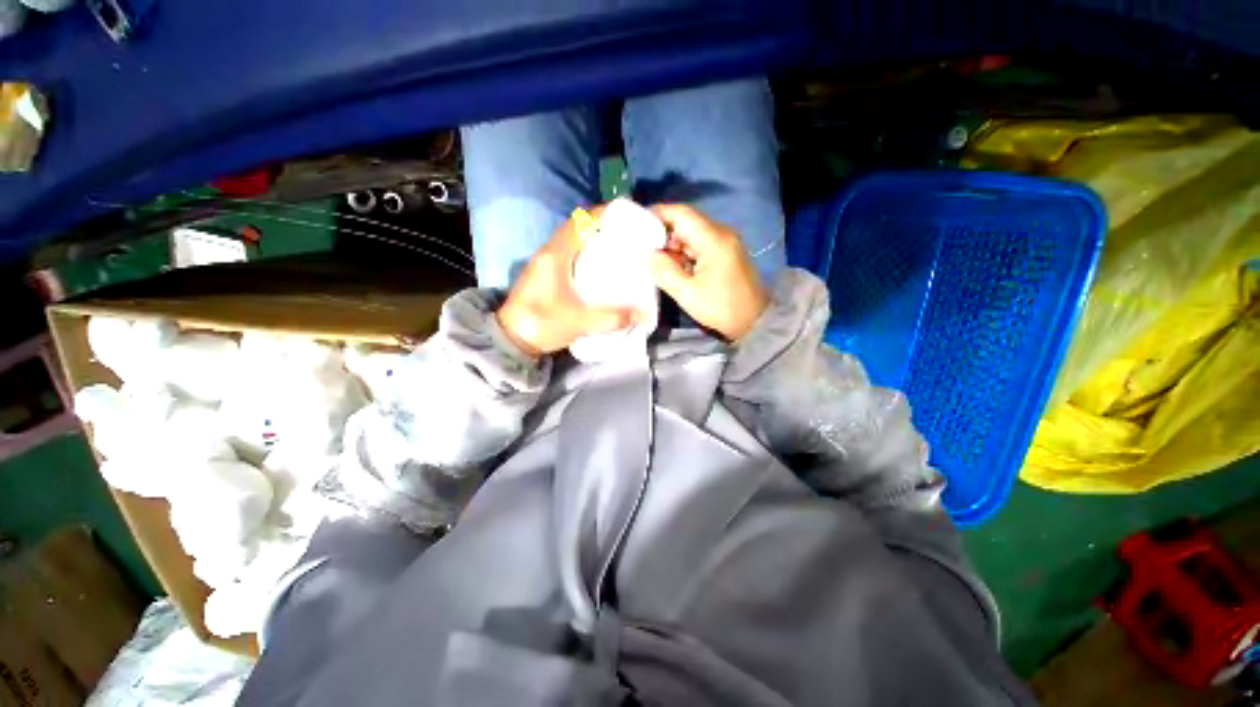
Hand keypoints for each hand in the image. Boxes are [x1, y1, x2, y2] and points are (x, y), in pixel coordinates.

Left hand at [496, 209, 638, 357]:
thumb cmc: (542, 324)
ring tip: (618, 248)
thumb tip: (645, 314)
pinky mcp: (545, 274)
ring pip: (572, 241)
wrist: (512, 340)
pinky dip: (585, 253)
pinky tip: (599, 267)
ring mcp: (545, 262)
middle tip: (627, 235)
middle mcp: (549, 252)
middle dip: (602, 227)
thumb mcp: (580, 322)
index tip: (626, 216)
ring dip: (592, 240)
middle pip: (578, 228)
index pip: (579, 221)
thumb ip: (614, 317)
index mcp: (555, 255)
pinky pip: (569, 254)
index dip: (602, 214)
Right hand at [648, 204, 768, 340]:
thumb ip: (664, 271)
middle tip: (641, 248)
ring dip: (672, 245)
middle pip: (686, 222)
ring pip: (691, 234)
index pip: (681, 214)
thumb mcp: (687, 294)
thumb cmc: (721, 308)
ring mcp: (724, 242)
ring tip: (654, 260)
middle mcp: (721, 233)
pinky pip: (698, 245)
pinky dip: (683, 253)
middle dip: (662, 233)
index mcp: (713, 239)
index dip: (657, 214)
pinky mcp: (724, 253)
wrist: (754, 322)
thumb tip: (647, 254)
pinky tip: (672, 266)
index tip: (636, 225)